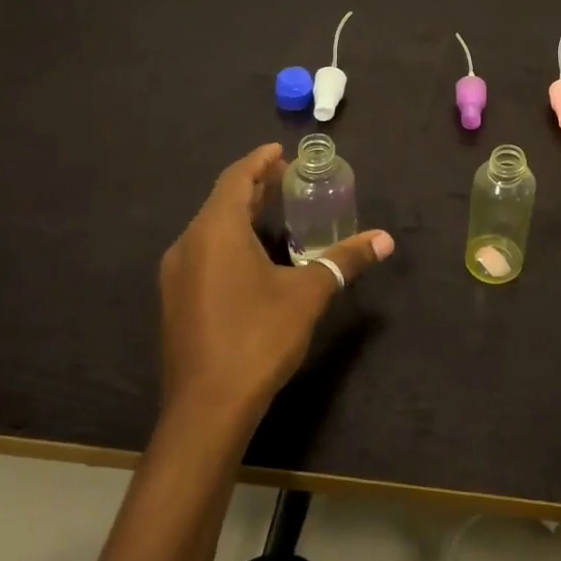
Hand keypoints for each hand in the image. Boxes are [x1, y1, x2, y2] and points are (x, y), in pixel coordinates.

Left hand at [158, 143, 393, 428]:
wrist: (207, 409)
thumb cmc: (258, 338)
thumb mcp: (309, 294)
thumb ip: (344, 261)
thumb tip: (385, 239)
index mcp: (216, 231)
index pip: (236, 178)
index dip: (259, 162)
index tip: (281, 151)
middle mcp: (189, 244)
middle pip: (222, 200)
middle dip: (253, 185)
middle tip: (285, 176)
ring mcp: (176, 274)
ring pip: (210, 227)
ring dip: (240, 212)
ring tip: (272, 209)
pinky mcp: (176, 300)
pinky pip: (203, 251)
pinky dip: (228, 238)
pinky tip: (251, 254)